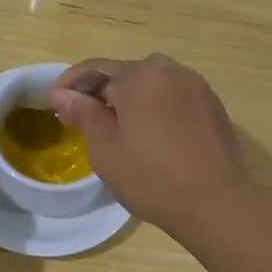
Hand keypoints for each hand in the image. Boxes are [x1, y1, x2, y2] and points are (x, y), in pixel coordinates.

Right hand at [53, 54, 271, 271]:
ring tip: (120, 125)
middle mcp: (169, 71)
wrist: (216, 203)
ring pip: (153, 81)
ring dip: (132, 96)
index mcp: (139, 77)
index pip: (95, 69)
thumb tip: (64, 95)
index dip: (71, 84)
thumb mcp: (106, 151)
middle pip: (126, 72)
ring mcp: (196, 86)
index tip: (55, 103)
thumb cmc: (152, 179)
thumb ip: (84, 115)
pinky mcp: (213, 104)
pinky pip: (175, 95)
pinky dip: (157, 105)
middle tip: (85, 117)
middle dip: (102, 89)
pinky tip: (153, 132)